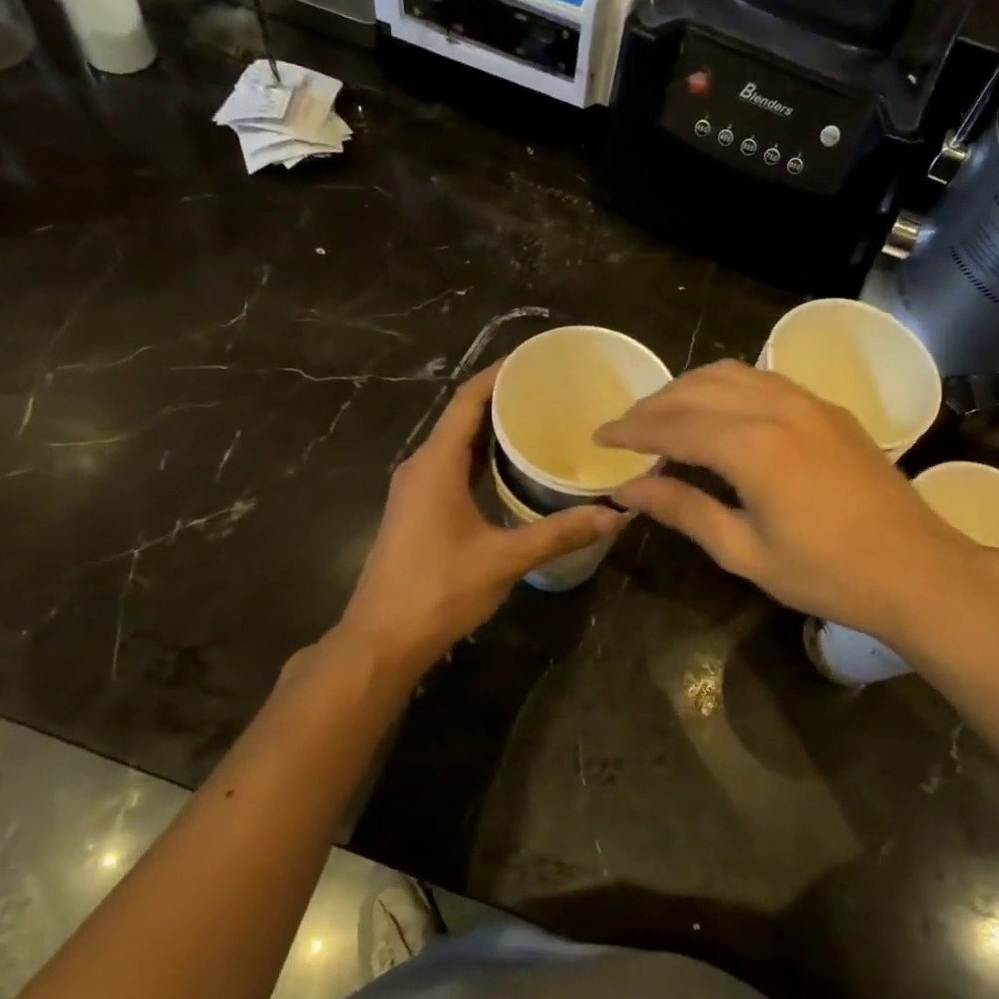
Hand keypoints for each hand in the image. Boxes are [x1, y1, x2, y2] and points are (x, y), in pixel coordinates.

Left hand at [338, 365, 629, 676]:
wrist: (382, 639)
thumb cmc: (438, 590)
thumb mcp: (505, 559)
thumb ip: (560, 533)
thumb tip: (616, 516)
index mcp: (436, 464)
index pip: (467, 400)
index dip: (499, 374)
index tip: (536, 360)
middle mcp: (422, 467)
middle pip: (463, 417)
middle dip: (504, 399)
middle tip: (552, 391)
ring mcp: (417, 490)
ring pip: (458, 445)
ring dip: (493, 431)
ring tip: (540, 422)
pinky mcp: (419, 511)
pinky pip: (454, 468)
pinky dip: (483, 459)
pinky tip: (514, 470)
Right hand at [597, 362, 998, 649]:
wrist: (917, 570)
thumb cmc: (827, 574)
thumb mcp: (744, 551)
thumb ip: (683, 510)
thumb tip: (628, 489)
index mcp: (753, 446)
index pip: (673, 425)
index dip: (631, 430)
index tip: (599, 436)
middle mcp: (777, 407)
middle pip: (697, 389)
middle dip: (653, 405)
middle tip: (625, 430)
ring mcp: (809, 402)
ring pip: (731, 374)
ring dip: (688, 389)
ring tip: (663, 416)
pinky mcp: (829, 409)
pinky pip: (763, 380)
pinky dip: (726, 388)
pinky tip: (717, 413)